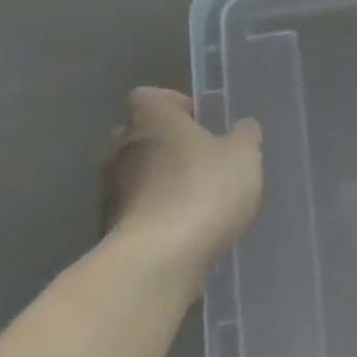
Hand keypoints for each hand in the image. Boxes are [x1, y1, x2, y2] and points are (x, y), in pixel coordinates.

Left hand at [102, 88, 262, 277]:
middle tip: (200, 158)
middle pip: (138, 135)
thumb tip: (242, 127)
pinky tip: (184, 230)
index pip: (149, 96)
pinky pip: (136, 211)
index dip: (173, 103)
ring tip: (196, 198)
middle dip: (165, 144)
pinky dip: (155, 215)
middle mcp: (122, 149)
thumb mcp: (243, 155)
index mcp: (151, 120)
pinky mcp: (111, 230)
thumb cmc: (203, 190)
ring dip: (159, 182)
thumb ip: (244, 135)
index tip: (199, 119)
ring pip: (135, 175)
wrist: (158, 261)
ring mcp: (111, 192)